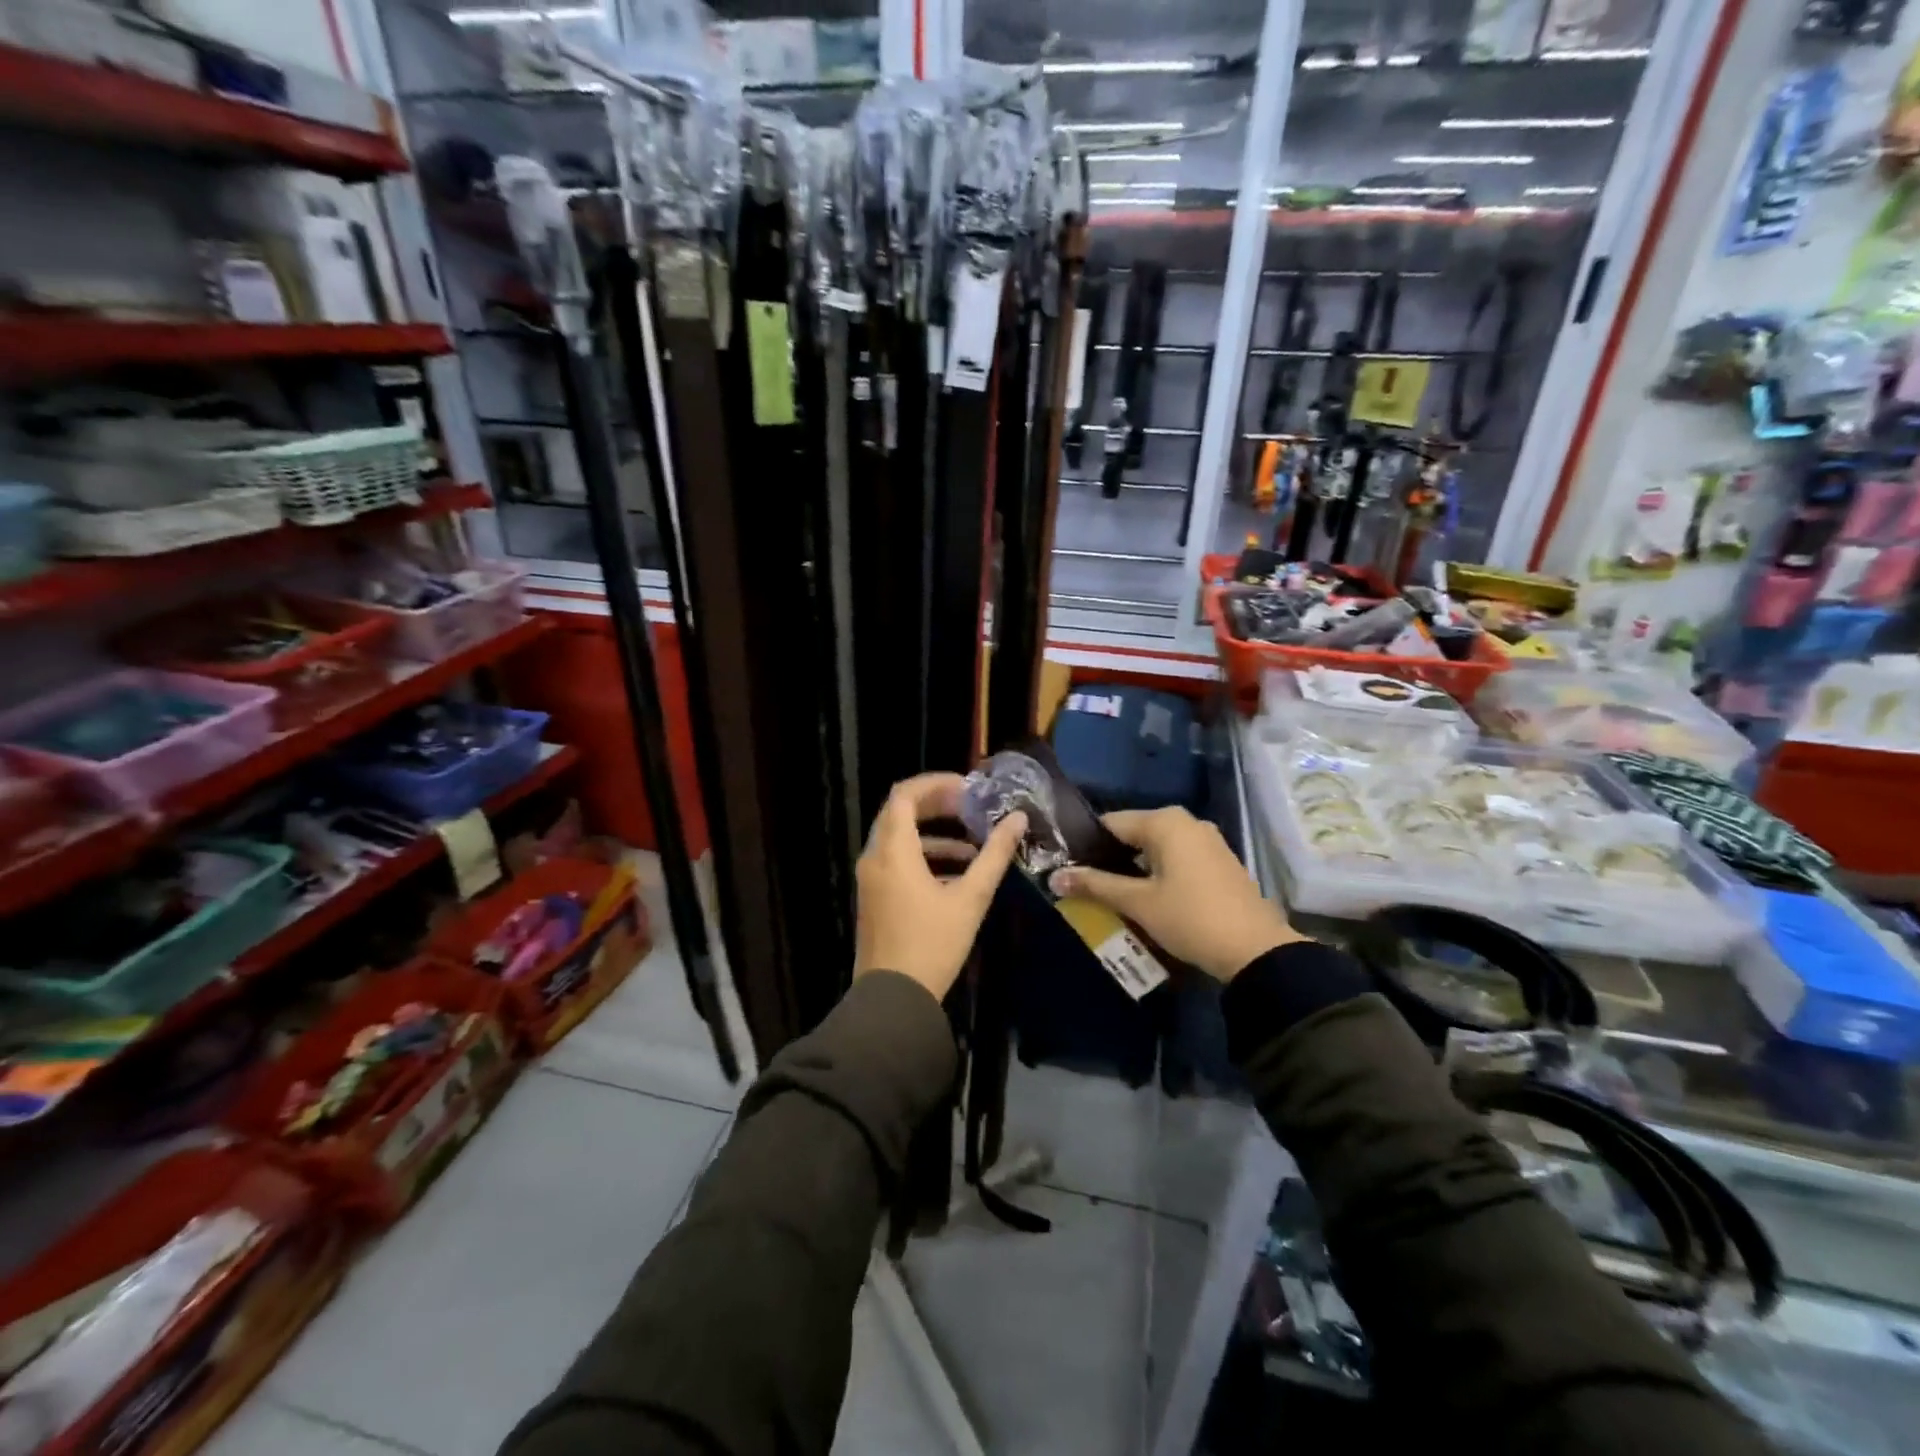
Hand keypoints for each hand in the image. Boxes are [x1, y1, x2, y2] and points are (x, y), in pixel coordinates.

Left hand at [854, 772, 1026, 1001]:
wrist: (893, 999)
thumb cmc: (932, 945)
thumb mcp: (970, 899)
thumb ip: (994, 856)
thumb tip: (1017, 819)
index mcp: (893, 851)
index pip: (904, 794)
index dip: (936, 784)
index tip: (968, 788)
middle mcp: (874, 857)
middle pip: (900, 812)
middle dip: (937, 805)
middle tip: (972, 807)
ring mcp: (871, 879)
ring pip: (899, 838)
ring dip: (935, 834)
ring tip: (974, 844)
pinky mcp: (875, 897)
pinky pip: (897, 861)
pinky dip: (924, 856)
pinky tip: (958, 873)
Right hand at [1049, 806, 1299, 981]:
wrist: (1256, 951)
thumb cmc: (1190, 918)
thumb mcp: (1138, 903)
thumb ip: (1095, 885)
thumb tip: (1054, 877)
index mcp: (1165, 822)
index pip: (1110, 823)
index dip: (1086, 845)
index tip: (1068, 868)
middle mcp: (1186, 822)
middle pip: (1133, 835)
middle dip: (1109, 859)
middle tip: (1085, 886)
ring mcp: (1206, 841)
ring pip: (1155, 849)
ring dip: (1133, 870)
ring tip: (1110, 896)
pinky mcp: (1218, 862)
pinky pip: (1176, 859)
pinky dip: (1157, 874)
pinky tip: (1145, 899)